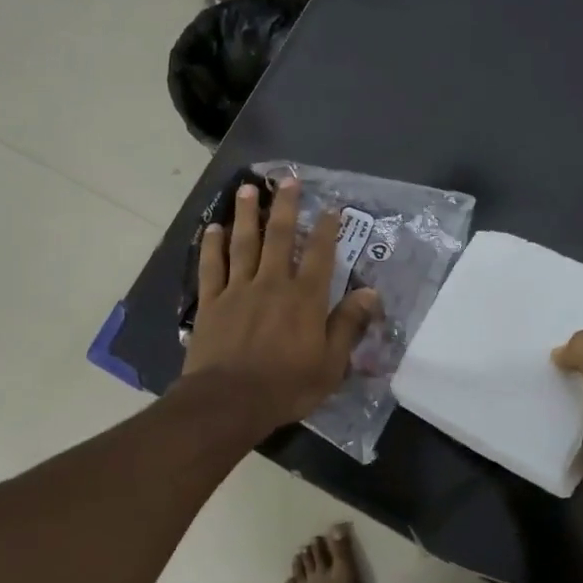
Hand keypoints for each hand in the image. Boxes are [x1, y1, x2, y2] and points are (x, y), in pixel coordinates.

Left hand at [182, 179, 379, 430]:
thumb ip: (348, 325)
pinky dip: (211, 246)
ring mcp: (238, 290)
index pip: (320, 255)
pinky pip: (211, 267)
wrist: (229, 402)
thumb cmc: (286, 386)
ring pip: (243, 243)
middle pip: (279, 237)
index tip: (329, 208)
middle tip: (287, 180)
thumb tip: (370, 293)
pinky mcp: (211, 302)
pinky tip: (212, 228)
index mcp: (305, 298)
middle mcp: (272, 283)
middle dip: (285, 206)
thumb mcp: (330, 364)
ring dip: (245, 215)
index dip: (326, 230)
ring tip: (247, 189)